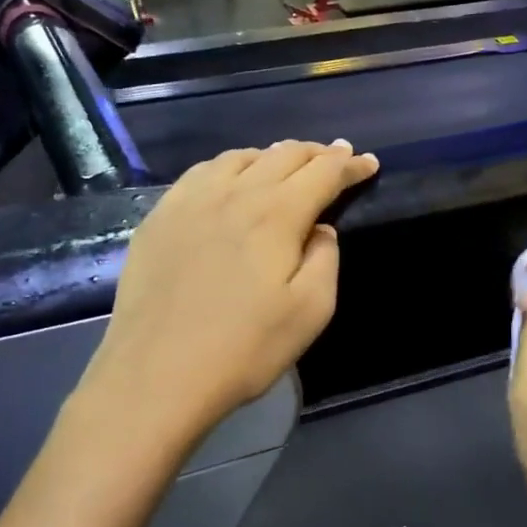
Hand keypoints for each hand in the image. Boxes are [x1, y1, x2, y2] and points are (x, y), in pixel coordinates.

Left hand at [83, 140, 378, 438]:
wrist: (157, 373)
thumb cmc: (245, 348)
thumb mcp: (311, 311)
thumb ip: (325, 259)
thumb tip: (320, 229)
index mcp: (277, 214)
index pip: (324, 173)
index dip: (350, 165)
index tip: (369, 162)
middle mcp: (235, 193)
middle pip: (283, 155)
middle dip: (317, 153)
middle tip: (336, 157)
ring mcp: (190, 201)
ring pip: (240, 157)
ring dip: (273, 156)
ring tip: (286, 165)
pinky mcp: (159, 217)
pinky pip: (201, 173)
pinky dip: (230, 166)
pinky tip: (230, 180)